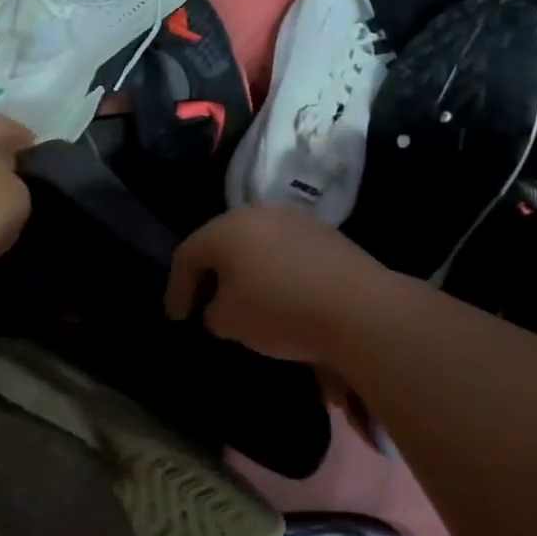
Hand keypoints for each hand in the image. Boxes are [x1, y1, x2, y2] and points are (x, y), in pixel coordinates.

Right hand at [166, 205, 389, 363]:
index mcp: (225, 229)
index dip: (177, 289)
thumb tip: (220, 308)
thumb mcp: (229, 321)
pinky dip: (274, 270)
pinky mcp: (325, 234)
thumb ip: (213, 312)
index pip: (187, 256)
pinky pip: (285, 250)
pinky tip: (281, 294)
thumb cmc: (279, 310)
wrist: (359, 308)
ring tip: (244, 298)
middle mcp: (257, 214)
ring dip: (244, 269)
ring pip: (255, 243)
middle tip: (204, 302)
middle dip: (209, 274)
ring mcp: (295, 219)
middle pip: (221, 242)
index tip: (178, 318)